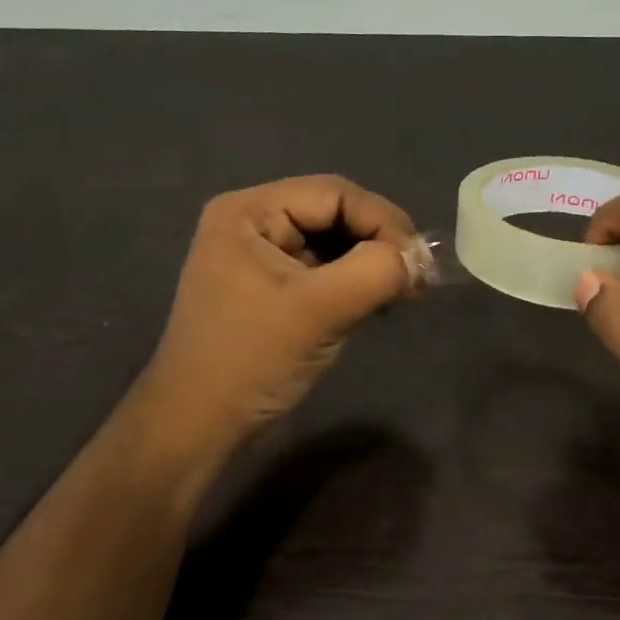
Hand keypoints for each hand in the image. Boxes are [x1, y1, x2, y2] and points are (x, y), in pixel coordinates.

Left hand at [138, 175, 417, 451]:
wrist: (199, 426)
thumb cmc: (252, 360)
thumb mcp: (319, 310)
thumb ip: (376, 271)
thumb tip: (420, 259)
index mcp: (250, 212)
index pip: (334, 194)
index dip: (383, 221)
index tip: (420, 262)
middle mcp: (252, 223)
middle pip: (334, 214)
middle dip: (379, 243)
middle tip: (419, 279)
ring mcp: (260, 258)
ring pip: (333, 245)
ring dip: (370, 265)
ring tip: (403, 294)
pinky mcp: (270, 290)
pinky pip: (323, 272)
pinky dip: (354, 284)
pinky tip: (377, 305)